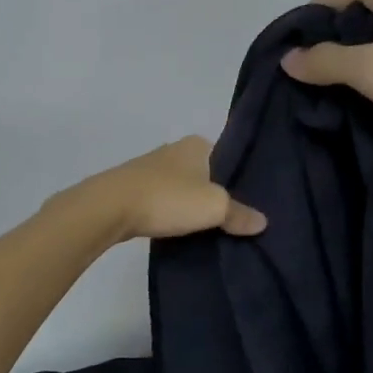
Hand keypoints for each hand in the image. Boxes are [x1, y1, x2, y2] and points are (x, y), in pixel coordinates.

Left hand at [67, 136, 266, 244]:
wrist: (109, 208)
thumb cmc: (168, 198)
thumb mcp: (214, 207)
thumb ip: (240, 214)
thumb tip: (263, 222)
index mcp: (197, 144)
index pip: (228, 157)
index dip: (239, 178)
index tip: (250, 201)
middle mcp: (174, 149)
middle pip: (205, 173)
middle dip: (216, 192)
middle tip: (234, 218)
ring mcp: (151, 168)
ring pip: (183, 187)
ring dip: (191, 204)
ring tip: (209, 228)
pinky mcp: (133, 188)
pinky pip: (163, 200)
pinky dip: (172, 212)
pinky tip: (179, 229)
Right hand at [281, 0, 372, 137]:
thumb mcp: (369, 70)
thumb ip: (323, 61)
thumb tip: (288, 58)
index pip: (328, 0)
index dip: (309, 34)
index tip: (303, 69)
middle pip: (351, 11)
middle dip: (334, 44)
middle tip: (326, 82)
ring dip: (360, 53)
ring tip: (354, 86)